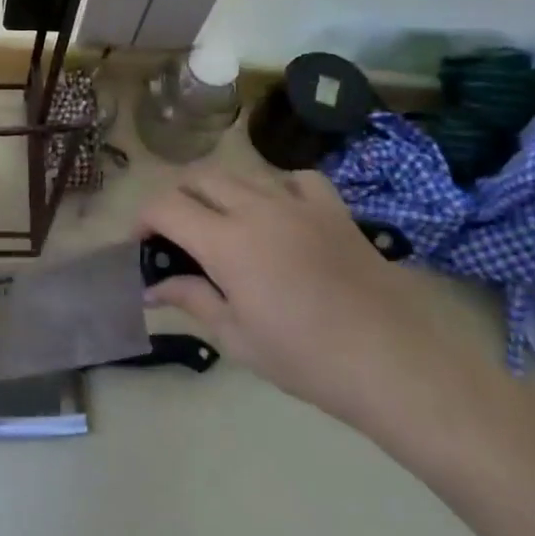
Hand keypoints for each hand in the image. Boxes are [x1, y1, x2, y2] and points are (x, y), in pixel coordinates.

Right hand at [138, 166, 459, 430]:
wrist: (393, 362)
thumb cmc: (306, 358)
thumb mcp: (237, 337)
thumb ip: (191, 300)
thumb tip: (152, 288)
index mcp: (226, 242)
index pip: (166, 206)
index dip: (143, 218)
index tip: (141, 243)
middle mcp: (256, 209)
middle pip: (199, 178)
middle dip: (176, 199)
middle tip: (176, 235)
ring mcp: (298, 204)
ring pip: (241, 174)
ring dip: (218, 192)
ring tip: (222, 225)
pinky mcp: (333, 209)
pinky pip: (295, 179)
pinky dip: (275, 187)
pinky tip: (278, 212)